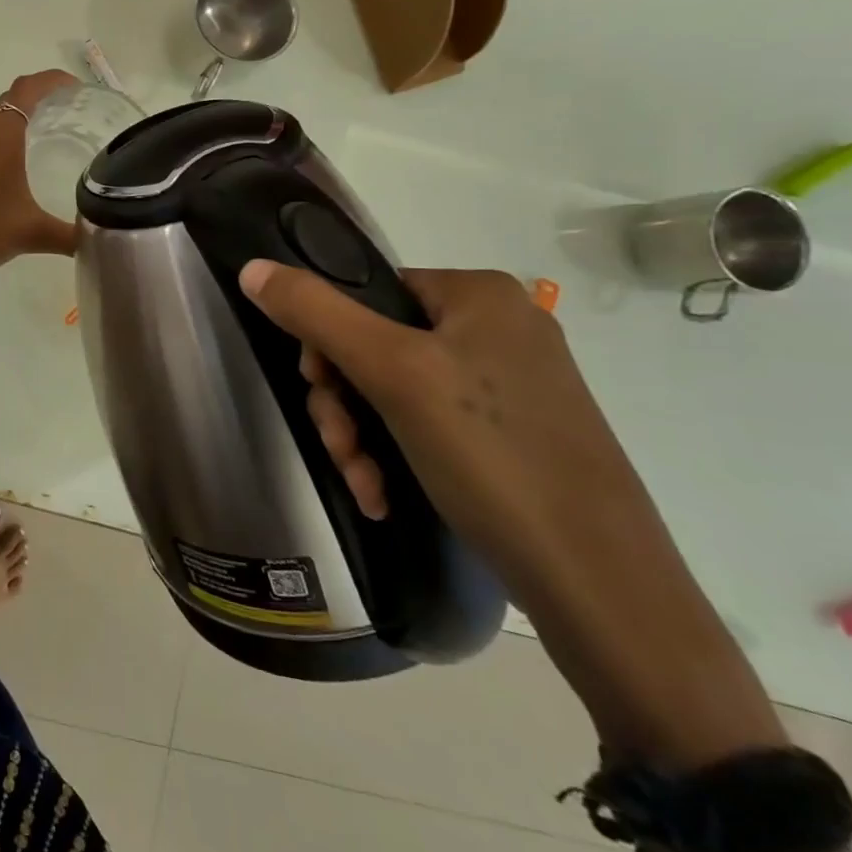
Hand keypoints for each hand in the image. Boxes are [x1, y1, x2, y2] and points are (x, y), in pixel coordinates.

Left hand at [0, 70, 80, 291]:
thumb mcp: (31, 234)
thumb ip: (69, 235)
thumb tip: (99, 238)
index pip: (26, 90)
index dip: (51, 80)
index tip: (75, 87)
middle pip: (7, 105)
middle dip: (36, 102)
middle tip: (67, 115)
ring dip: (14, 129)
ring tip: (42, 146)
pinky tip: (7, 181)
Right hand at [236, 262, 658, 603]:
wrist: (599, 584)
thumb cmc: (492, 455)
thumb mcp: (392, 373)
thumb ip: (316, 312)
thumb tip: (252, 267)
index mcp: (479, 295)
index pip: (367, 291)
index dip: (328, 338)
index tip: (319, 388)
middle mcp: (498, 328)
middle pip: (375, 343)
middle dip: (344, 402)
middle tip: (341, 448)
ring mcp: (509, 384)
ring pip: (394, 390)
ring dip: (362, 436)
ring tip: (363, 481)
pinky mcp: (512, 434)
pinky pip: (427, 424)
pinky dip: (395, 455)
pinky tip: (383, 494)